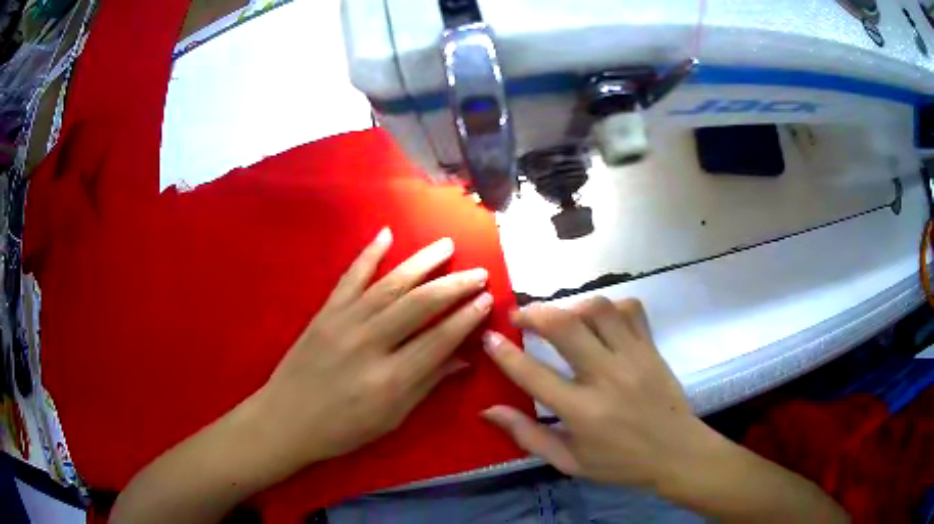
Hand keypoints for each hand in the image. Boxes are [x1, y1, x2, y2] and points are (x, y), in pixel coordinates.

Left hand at [253, 228, 492, 468]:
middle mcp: (370, 344)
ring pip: (391, 284)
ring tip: (447, 246)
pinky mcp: (325, 312)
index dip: (467, 318)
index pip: (439, 339)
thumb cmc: (342, 428)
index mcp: (391, 379)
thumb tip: (463, 359)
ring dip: (423, 262)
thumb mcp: (391, 418)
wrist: (286, 418)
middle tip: (479, 273)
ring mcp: (344, 322)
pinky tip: (386, 234)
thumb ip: (427, 385)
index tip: (487, 300)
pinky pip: (350, 277)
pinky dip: (368, 253)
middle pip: (420, 305)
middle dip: (455, 285)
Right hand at [481, 297, 707, 489]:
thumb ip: (527, 435)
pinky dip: (609, 307)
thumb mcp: (568, 461)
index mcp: (582, 412)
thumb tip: (488, 410)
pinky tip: (599, 319)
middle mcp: (606, 377)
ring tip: (559, 318)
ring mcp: (633, 357)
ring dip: (570, 307)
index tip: (489, 336)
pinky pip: (630, 309)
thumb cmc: (619, 463)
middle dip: (534, 314)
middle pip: (565, 327)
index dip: (505, 353)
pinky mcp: (651, 347)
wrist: (675, 452)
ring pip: (598, 310)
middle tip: (519, 317)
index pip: (533, 374)